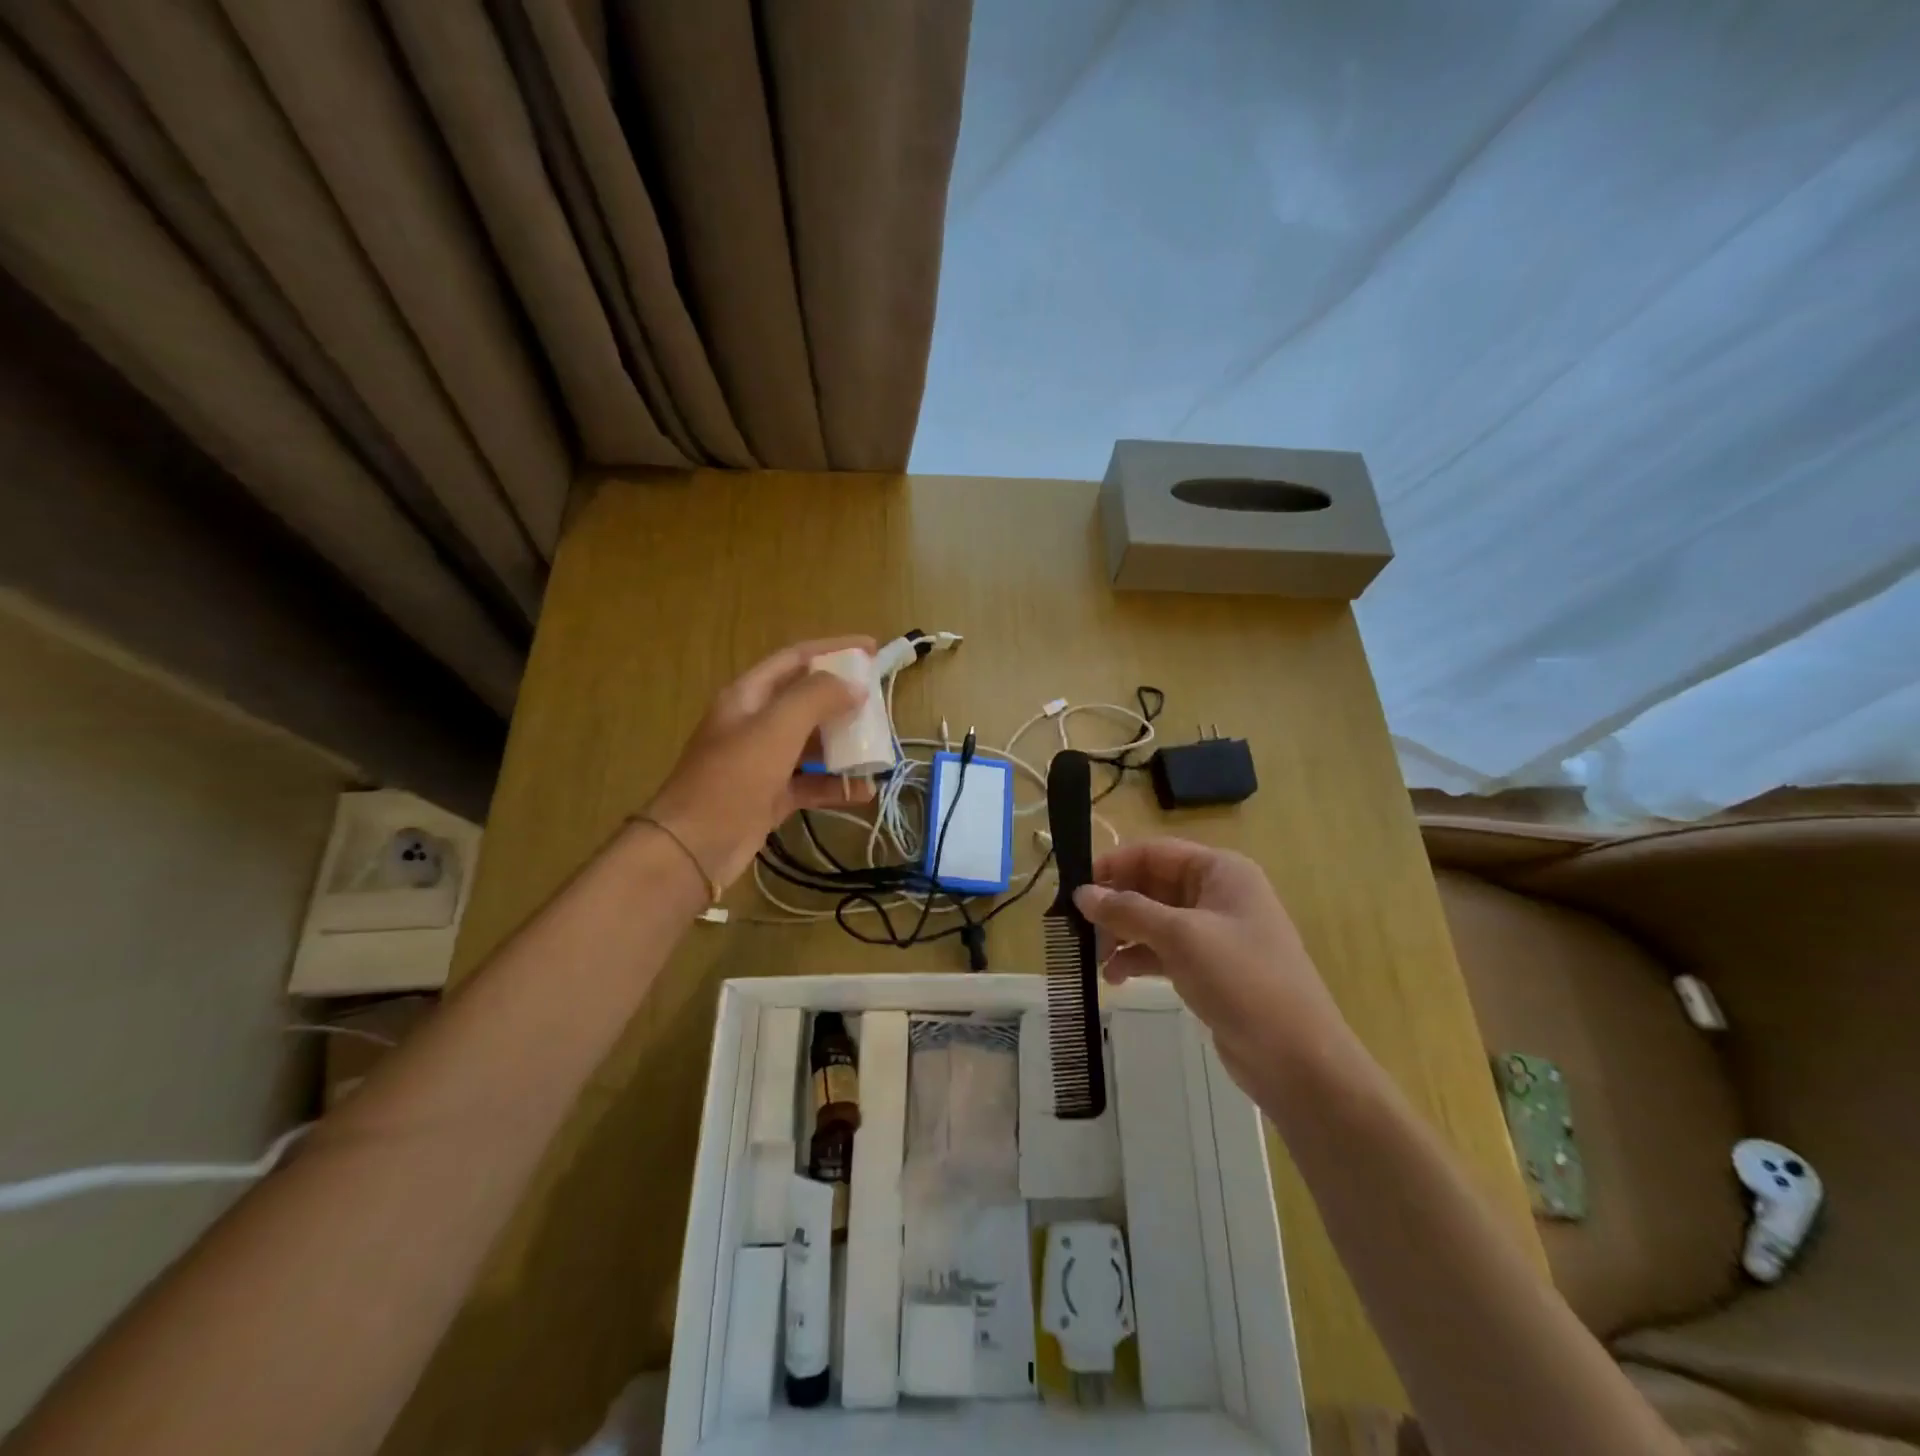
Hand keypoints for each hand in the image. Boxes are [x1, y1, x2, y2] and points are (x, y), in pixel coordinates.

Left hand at [644, 637, 876, 889]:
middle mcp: (755, 723)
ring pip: (811, 743)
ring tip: (878, 748)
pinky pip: (810, 783)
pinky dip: (836, 785)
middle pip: (806, 700)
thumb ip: (816, 698)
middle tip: (879, 703)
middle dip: (843, 700)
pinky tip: (864, 790)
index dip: (834, 649)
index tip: (872, 648)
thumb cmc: (733, 778)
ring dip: (844, 744)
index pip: (796, 658)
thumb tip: (854, 686)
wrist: (693, 847)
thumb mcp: (776, 727)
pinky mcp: (770, 796)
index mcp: (749, 696)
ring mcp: (762, 762)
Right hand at [1072, 838, 1350, 1088]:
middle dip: (1115, 905)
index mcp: (1220, 871)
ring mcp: (1214, 933)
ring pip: (1154, 920)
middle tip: (1078, 928)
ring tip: (1093, 959)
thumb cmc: (1242, 980)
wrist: (1297, 1059)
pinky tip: (1114, 978)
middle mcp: (1217, 894)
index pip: (1154, 853)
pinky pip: (1163, 950)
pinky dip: (1138, 958)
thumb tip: (1082, 893)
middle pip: (1151, 885)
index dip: (1113, 866)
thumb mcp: (1180, 937)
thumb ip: (1127, 910)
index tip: (1074, 889)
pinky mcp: (1210, 968)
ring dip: (1122, 935)